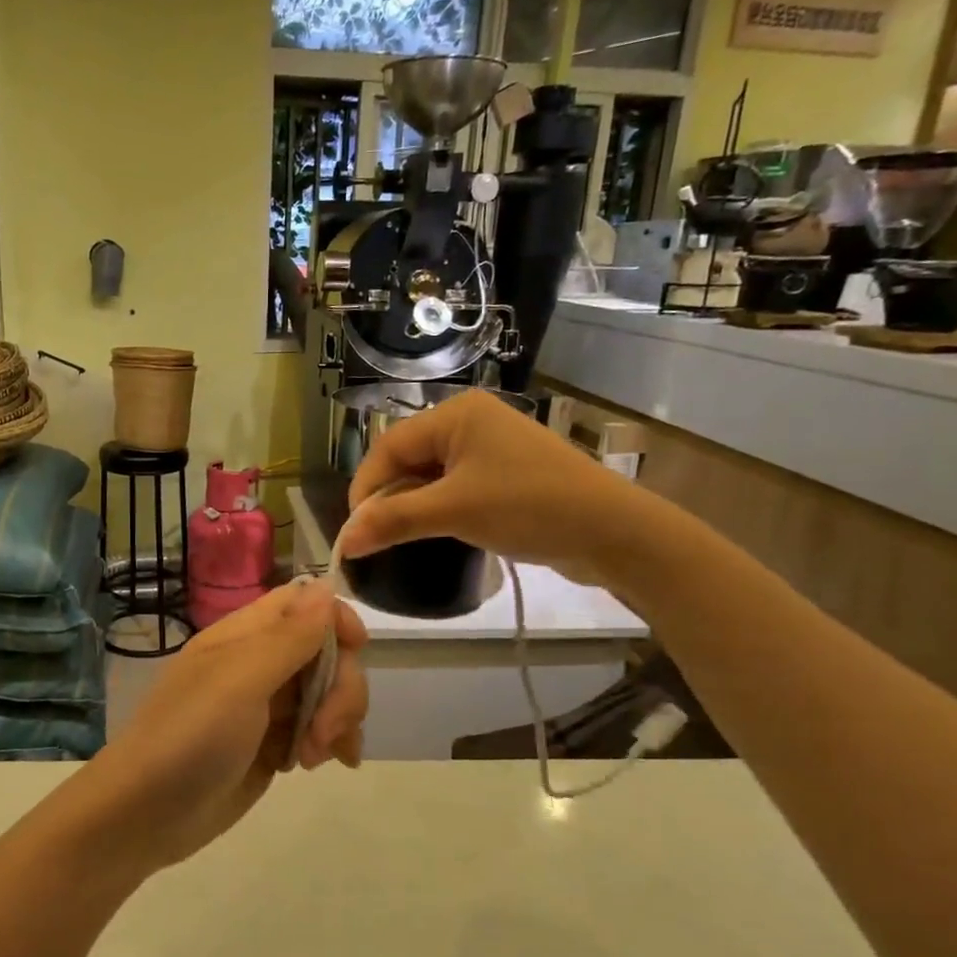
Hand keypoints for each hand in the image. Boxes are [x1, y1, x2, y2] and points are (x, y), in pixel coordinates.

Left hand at [86, 580, 367, 869]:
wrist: (145, 814)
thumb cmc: (189, 736)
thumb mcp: (240, 681)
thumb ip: (289, 636)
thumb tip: (325, 584)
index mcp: (245, 635)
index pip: (303, 603)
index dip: (335, 617)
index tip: (357, 648)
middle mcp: (259, 663)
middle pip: (326, 651)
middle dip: (341, 687)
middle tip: (323, 730)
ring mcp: (268, 706)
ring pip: (328, 692)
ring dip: (338, 719)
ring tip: (315, 757)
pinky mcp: (273, 745)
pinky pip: (319, 729)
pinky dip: (331, 742)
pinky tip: (324, 765)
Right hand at [341, 389, 655, 588]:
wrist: (613, 531)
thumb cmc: (528, 507)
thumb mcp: (454, 511)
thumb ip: (393, 520)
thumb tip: (343, 541)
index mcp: (455, 414)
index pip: (389, 446)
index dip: (365, 487)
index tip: (354, 530)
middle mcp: (469, 422)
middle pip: (407, 458)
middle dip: (387, 497)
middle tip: (374, 537)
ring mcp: (490, 447)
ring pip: (429, 475)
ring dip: (410, 506)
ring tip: (397, 538)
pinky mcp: (504, 473)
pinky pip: (454, 486)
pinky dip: (437, 509)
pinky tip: (432, 533)